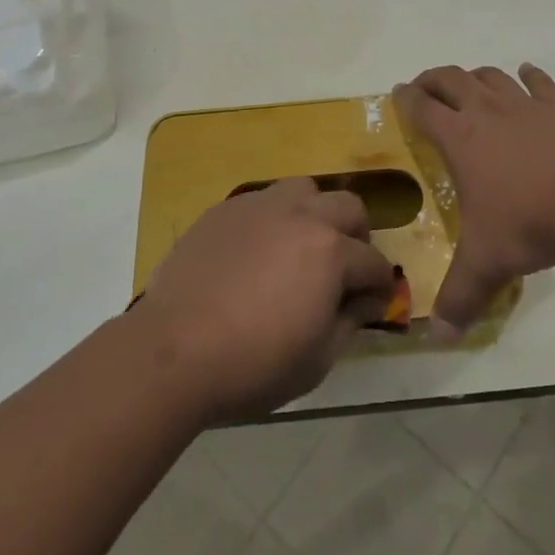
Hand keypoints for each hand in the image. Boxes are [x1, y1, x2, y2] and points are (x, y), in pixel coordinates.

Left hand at [131, 177, 394, 422]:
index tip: (375, 302)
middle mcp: (301, 215)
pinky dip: (275, 219)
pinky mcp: (226, 209)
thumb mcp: (316, 360)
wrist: (174, 349)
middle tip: (346, 268)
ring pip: (305, 189)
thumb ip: (348, 322)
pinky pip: (263, 200)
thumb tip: (365, 301)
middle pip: (348, 206)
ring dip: (316, 213)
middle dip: (357, 236)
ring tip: (303, 246)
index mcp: (330, 252)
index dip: (380, 285)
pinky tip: (260, 250)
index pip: (373, 261)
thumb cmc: (253, 364)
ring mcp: (260, 206)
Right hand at [395, 64, 554, 336]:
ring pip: (491, 76)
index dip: (407, 98)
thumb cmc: (528, 222)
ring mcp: (524, 106)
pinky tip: (527, 73)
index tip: (398, 93)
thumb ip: (461, 296)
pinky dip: (530, 75)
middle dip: (434, 79)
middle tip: (425, 86)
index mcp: (459, 139)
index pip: (423, 108)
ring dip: (476, 76)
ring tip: (470, 83)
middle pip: (452, 79)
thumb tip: (440, 335)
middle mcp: (486, 112)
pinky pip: (540, 83)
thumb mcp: (486, 263)